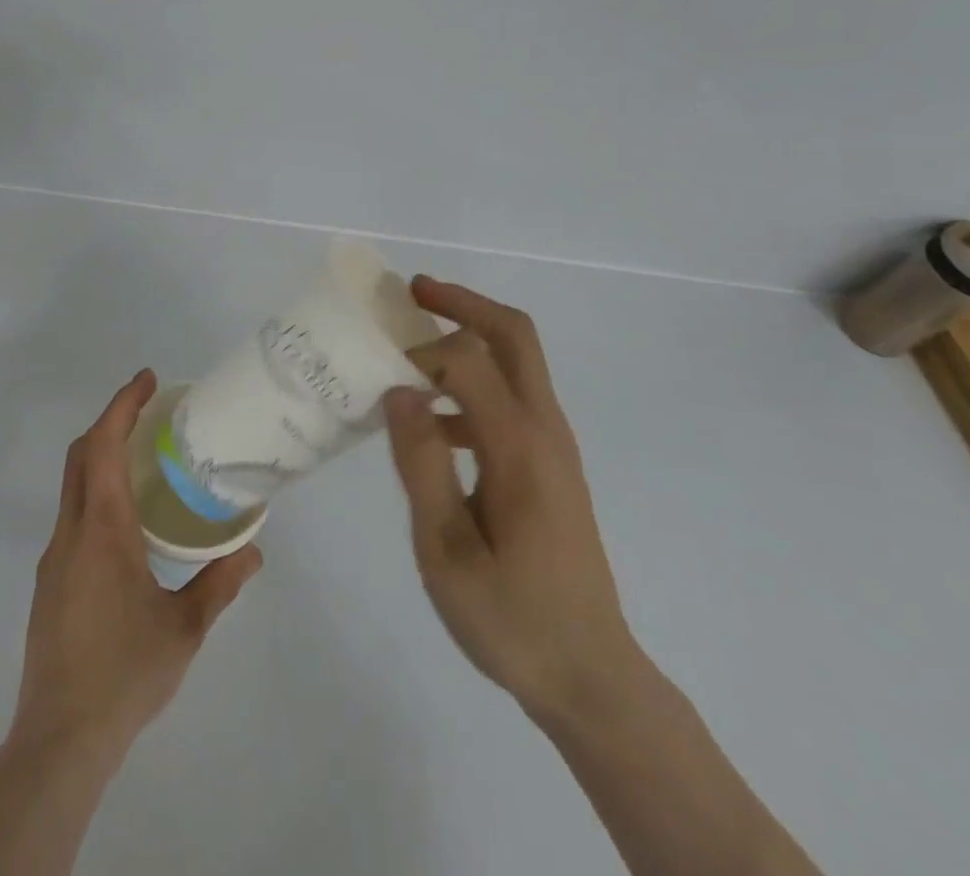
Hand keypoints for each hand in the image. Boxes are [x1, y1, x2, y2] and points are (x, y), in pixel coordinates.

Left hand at [10, 370, 261, 766]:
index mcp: (102, 530)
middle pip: (82, 455)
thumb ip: (220, 584)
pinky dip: (97, 490)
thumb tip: (252, 551)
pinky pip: (73, 514)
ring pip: (74, 484)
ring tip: (145, 457)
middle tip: (150, 409)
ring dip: (103, 455)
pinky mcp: (50, 582)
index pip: (104, 446)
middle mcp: (71, 532)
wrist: (58, 741)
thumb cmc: (124, 674)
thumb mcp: (183, 628)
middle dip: (112, 420)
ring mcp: (55, 557)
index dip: (123, 405)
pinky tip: (127, 519)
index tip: (148, 380)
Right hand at [384, 277, 635, 722]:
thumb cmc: (512, 620)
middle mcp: (544, 430)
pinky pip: (511, 398)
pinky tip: (432, 420)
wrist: (590, 677)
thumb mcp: (446, 551)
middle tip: (412, 292)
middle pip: (513, 335)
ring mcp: (553, 446)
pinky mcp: (550, 464)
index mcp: (519, 446)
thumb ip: (421, 464)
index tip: (379, 371)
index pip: (468, 359)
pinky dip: (472, 382)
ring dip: (468, 336)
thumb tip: (400, 391)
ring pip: (516, 361)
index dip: (421, 352)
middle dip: (462, 303)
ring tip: (412, 343)